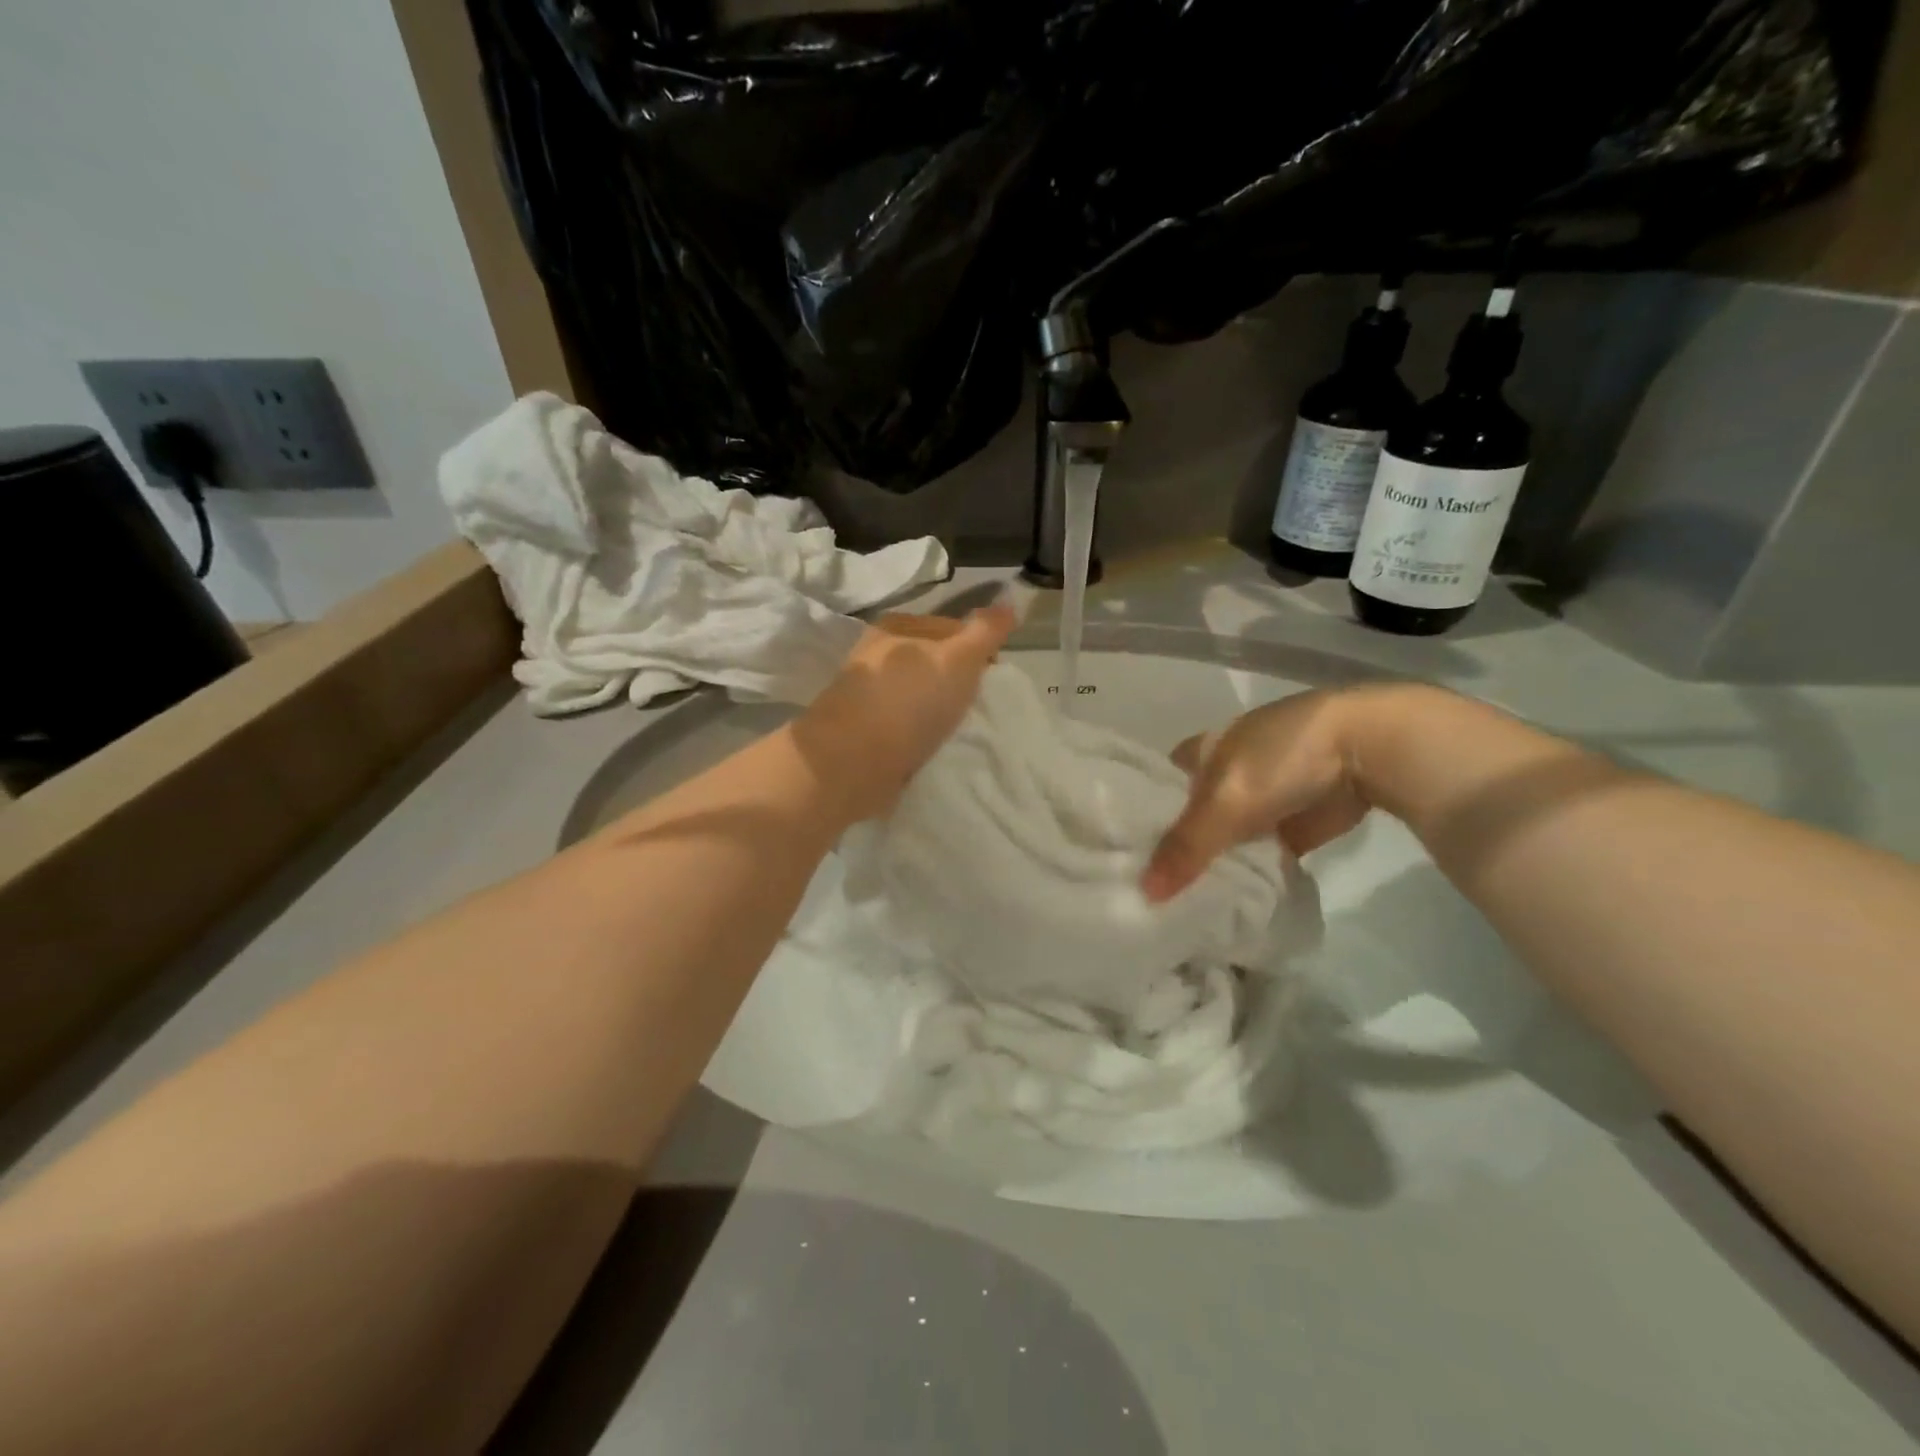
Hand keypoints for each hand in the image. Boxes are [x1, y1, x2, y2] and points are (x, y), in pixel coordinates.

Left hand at [794, 605, 1016, 822]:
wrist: (855, 760)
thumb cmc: (912, 699)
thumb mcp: (960, 658)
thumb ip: (986, 631)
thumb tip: (1010, 599)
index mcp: (895, 627)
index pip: (948, 626)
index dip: (976, 646)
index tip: (993, 671)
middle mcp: (875, 655)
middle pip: (929, 660)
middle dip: (954, 678)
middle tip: (975, 702)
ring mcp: (865, 694)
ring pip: (914, 693)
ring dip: (934, 707)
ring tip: (953, 726)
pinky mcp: (861, 730)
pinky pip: (901, 723)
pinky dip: (917, 731)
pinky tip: (928, 743)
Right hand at [1142, 687, 1394, 902]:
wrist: (1366, 749)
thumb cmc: (1281, 758)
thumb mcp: (1225, 802)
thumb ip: (1186, 847)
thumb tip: (1146, 894)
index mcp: (1198, 753)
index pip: (1154, 789)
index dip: (1137, 819)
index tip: (1119, 856)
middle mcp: (1220, 776)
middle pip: (1186, 819)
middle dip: (1172, 850)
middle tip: (1143, 892)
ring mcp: (1257, 801)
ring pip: (1221, 840)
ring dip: (1208, 866)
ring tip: (1176, 905)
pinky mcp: (1287, 826)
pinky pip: (1256, 855)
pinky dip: (1245, 874)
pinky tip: (1224, 902)